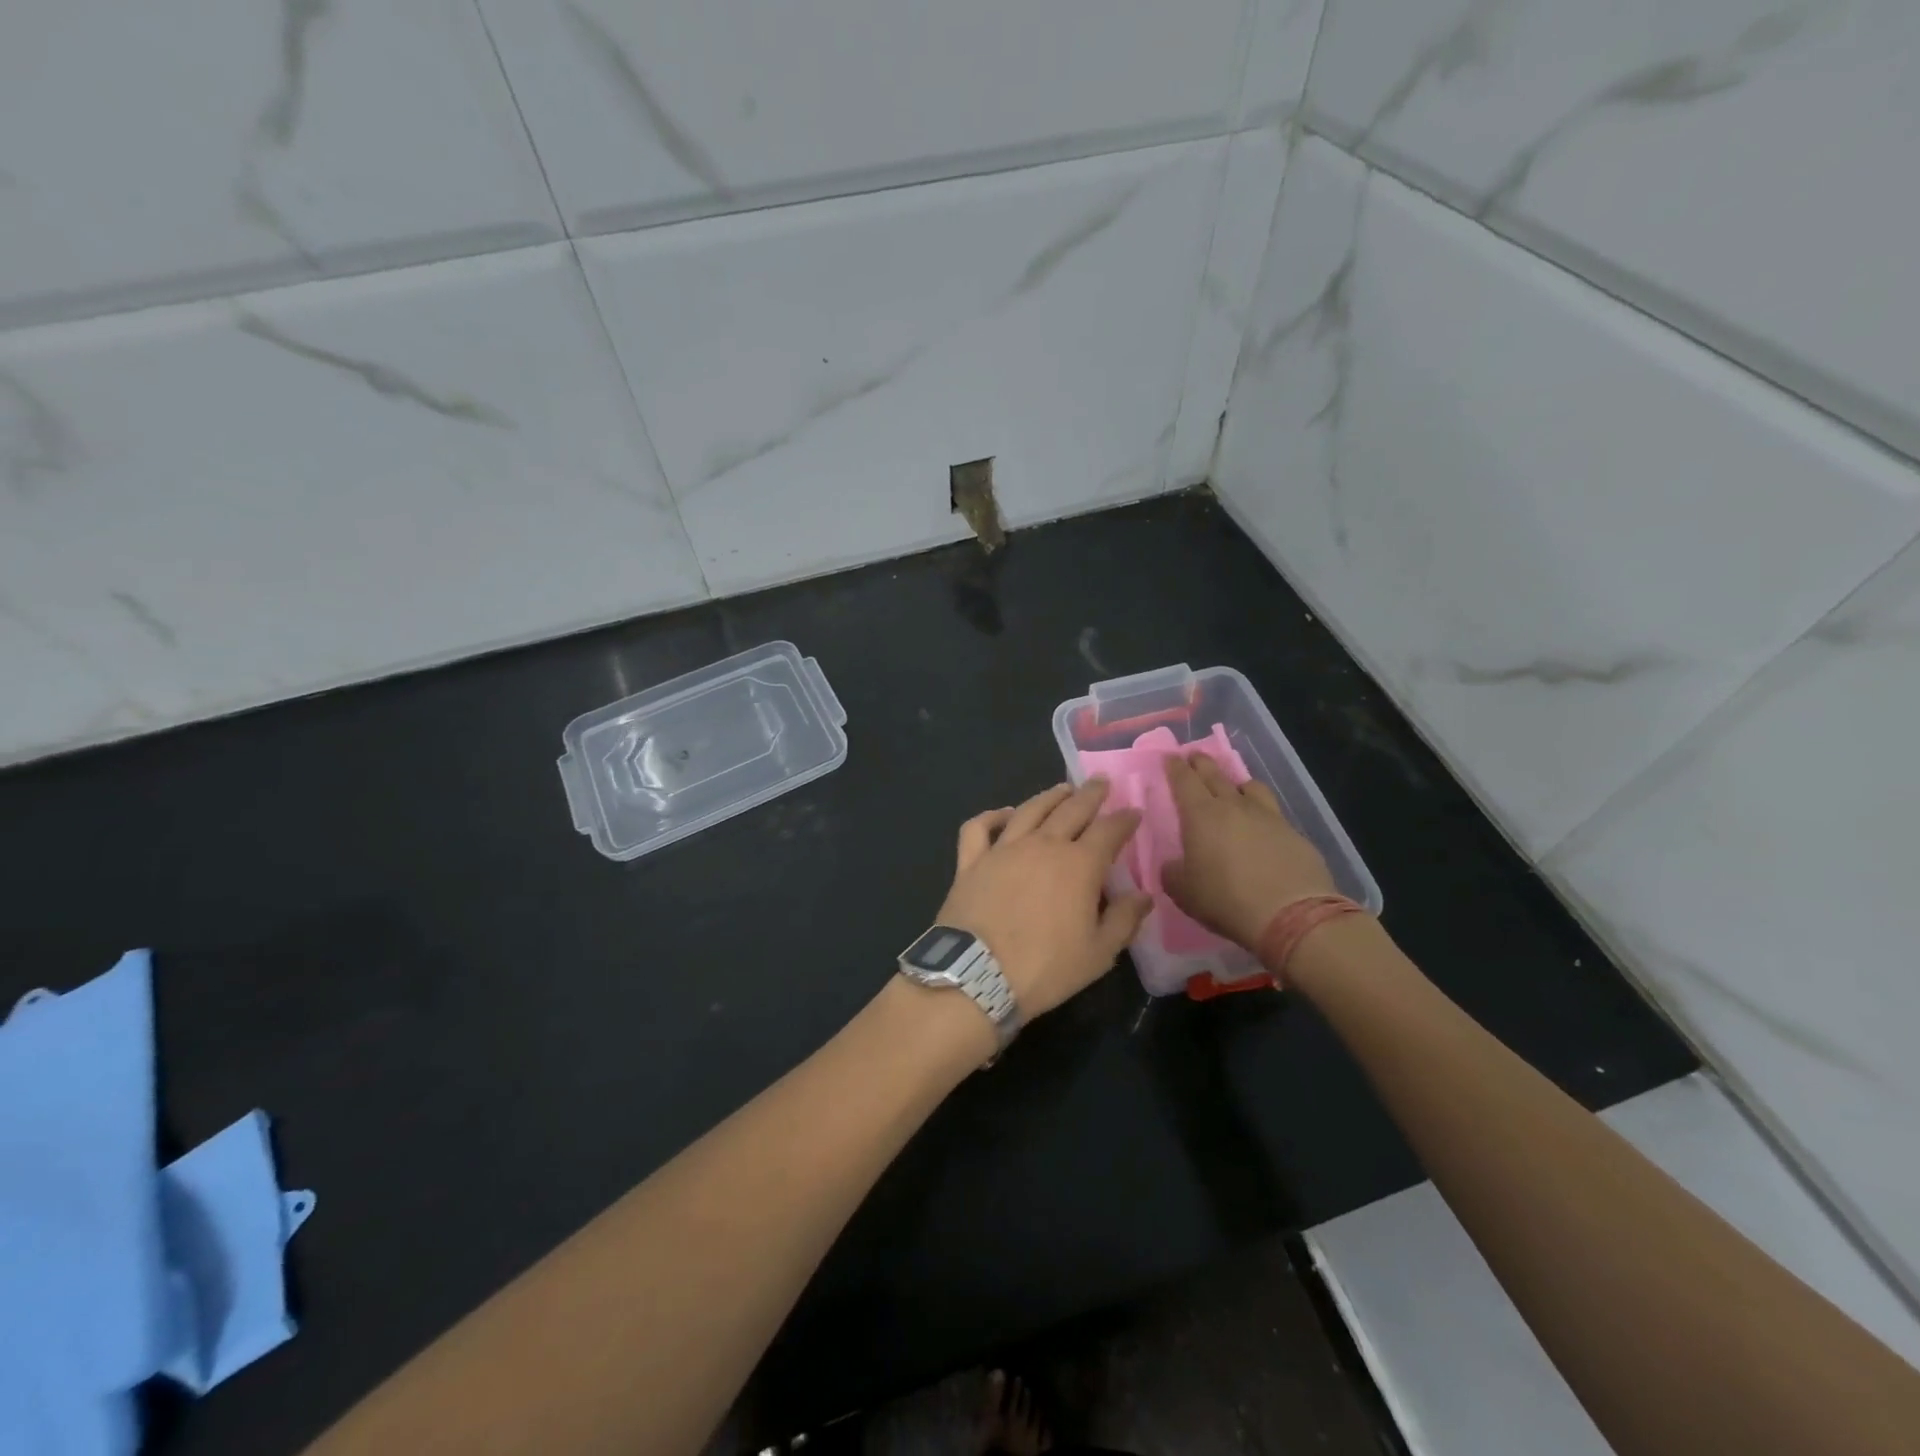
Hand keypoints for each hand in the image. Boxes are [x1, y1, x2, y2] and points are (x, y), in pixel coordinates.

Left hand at [936, 780, 1152, 1018]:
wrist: (977, 976)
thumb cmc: (1045, 968)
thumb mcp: (1098, 954)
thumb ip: (1124, 920)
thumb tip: (1144, 895)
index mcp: (1079, 865)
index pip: (1109, 831)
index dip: (1124, 820)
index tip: (1133, 812)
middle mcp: (1043, 845)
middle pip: (1071, 809)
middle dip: (1090, 794)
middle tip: (1100, 783)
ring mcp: (1003, 849)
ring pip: (1029, 810)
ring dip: (1049, 796)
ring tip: (1062, 789)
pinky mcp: (971, 861)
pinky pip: (979, 828)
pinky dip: (992, 815)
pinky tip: (1004, 813)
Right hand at [1163, 753, 1335, 947]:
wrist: (1291, 915)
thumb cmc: (1226, 899)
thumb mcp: (1184, 892)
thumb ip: (1173, 872)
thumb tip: (1173, 864)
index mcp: (1201, 815)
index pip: (1184, 781)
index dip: (1175, 767)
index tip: (1170, 757)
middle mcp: (1234, 806)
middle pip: (1215, 774)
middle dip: (1202, 763)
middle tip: (1194, 756)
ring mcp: (1268, 816)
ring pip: (1249, 786)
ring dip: (1236, 782)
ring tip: (1233, 787)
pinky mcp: (1293, 833)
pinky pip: (1272, 812)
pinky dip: (1261, 811)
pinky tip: (1261, 825)